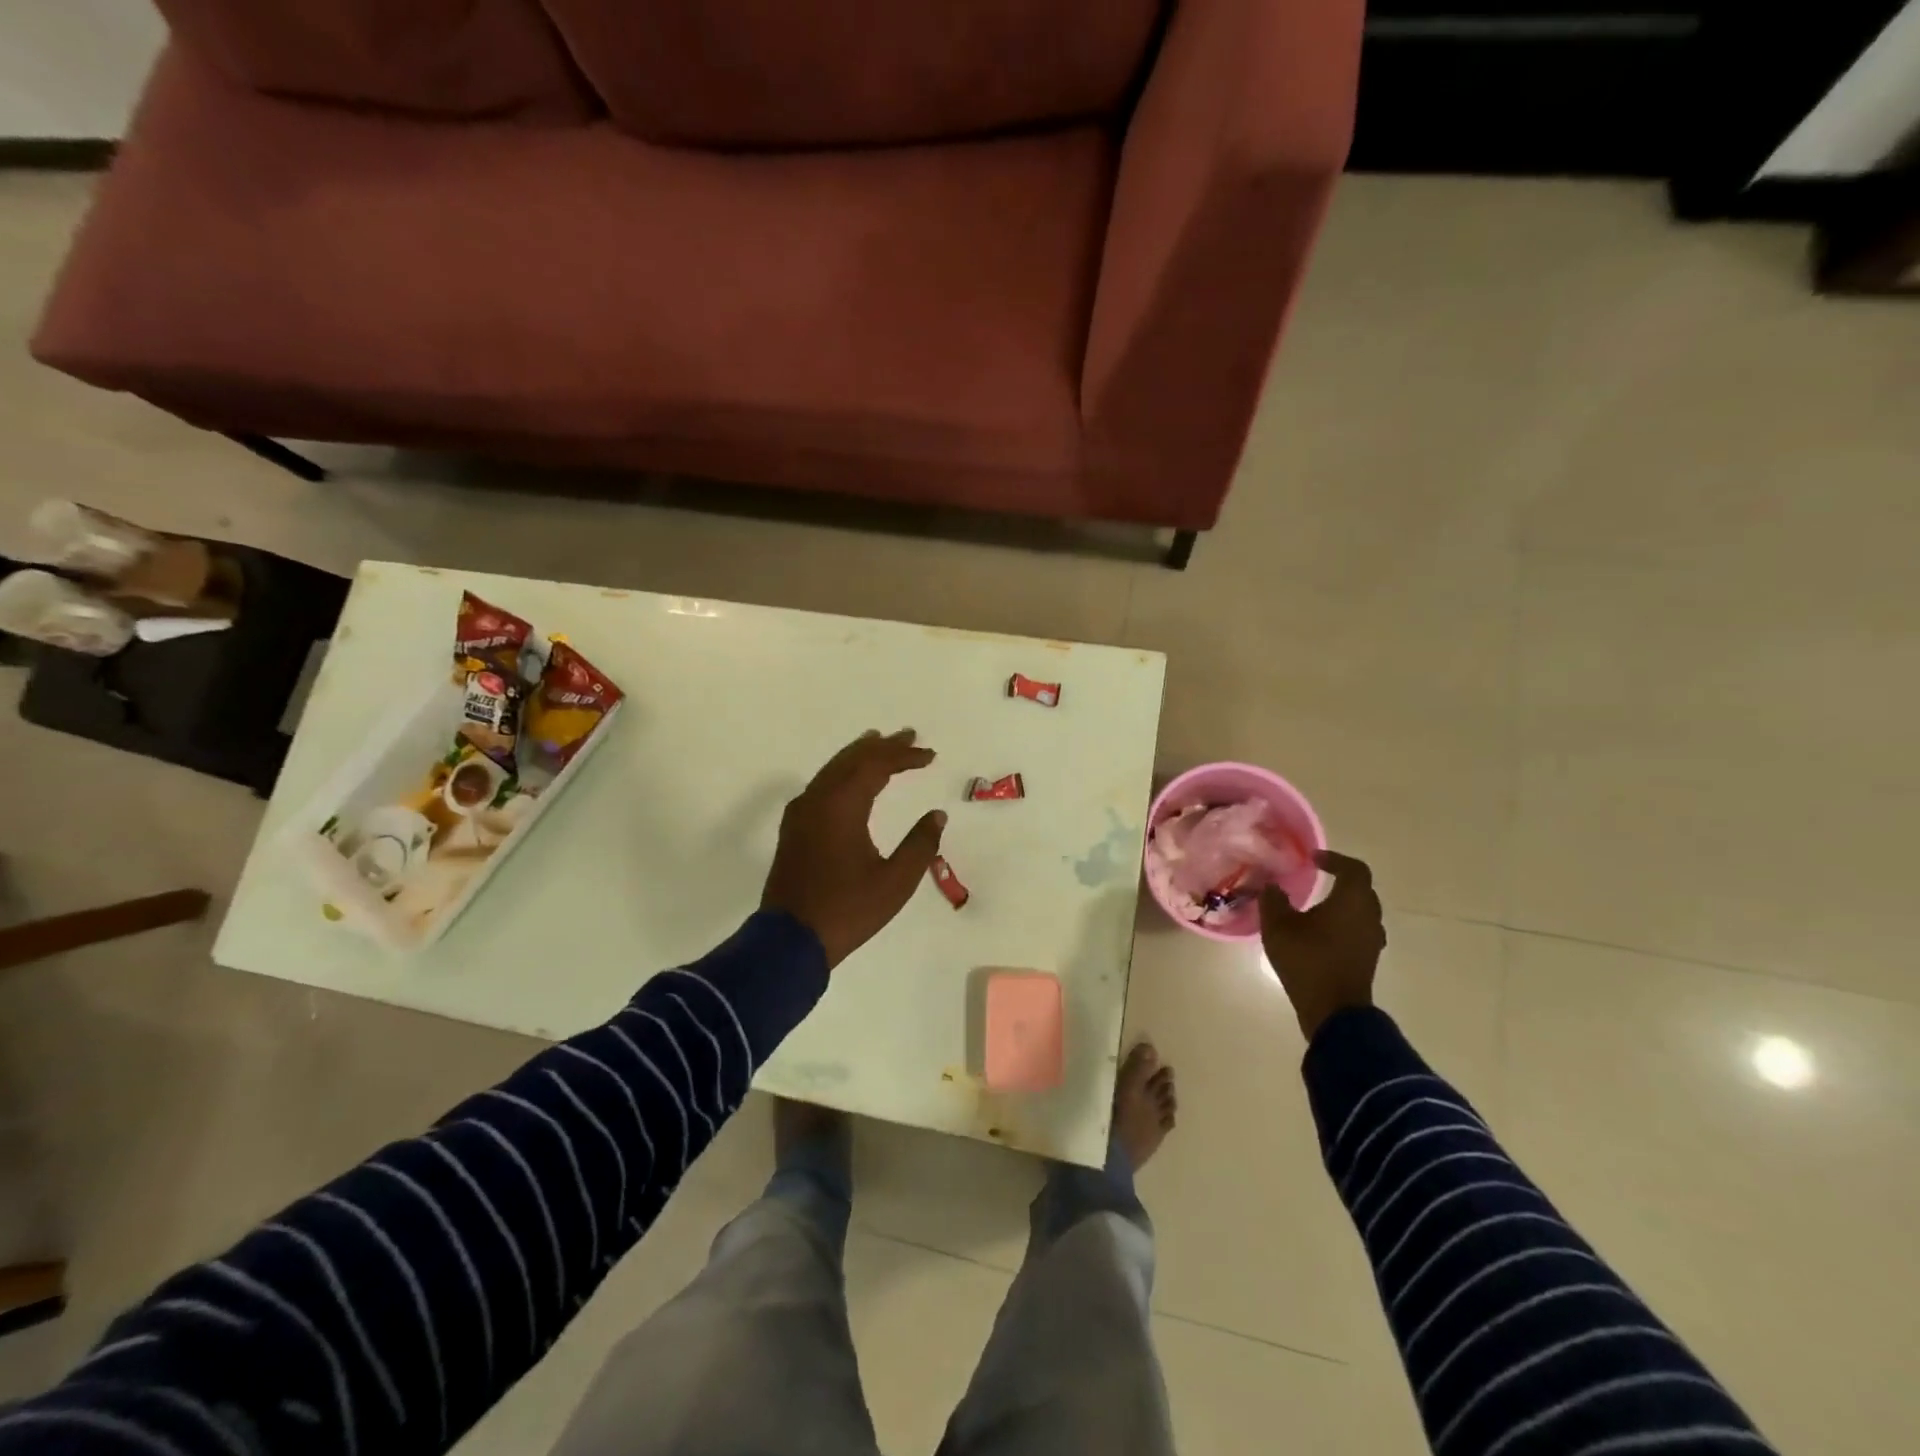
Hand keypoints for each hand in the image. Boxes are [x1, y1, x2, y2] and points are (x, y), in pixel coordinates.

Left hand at [761, 729, 946, 969]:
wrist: (790, 940)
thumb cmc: (847, 910)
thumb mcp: (895, 882)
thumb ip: (919, 845)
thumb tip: (937, 816)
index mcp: (842, 806)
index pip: (876, 766)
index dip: (904, 756)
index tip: (930, 755)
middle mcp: (818, 800)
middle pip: (851, 759)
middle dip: (881, 746)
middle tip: (908, 735)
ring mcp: (801, 813)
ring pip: (832, 769)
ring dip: (859, 755)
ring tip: (879, 742)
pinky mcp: (794, 828)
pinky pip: (821, 785)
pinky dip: (841, 773)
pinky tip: (849, 779)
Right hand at [1258, 850, 1386, 1041]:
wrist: (1333, 1011)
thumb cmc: (1307, 960)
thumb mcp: (1278, 926)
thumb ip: (1273, 900)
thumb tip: (1272, 886)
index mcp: (1351, 901)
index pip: (1354, 869)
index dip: (1334, 859)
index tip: (1313, 860)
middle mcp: (1369, 916)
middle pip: (1361, 889)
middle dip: (1340, 879)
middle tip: (1316, 877)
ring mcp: (1372, 940)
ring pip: (1361, 911)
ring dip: (1342, 903)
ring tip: (1316, 905)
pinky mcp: (1367, 958)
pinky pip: (1358, 929)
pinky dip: (1343, 922)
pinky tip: (1320, 931)